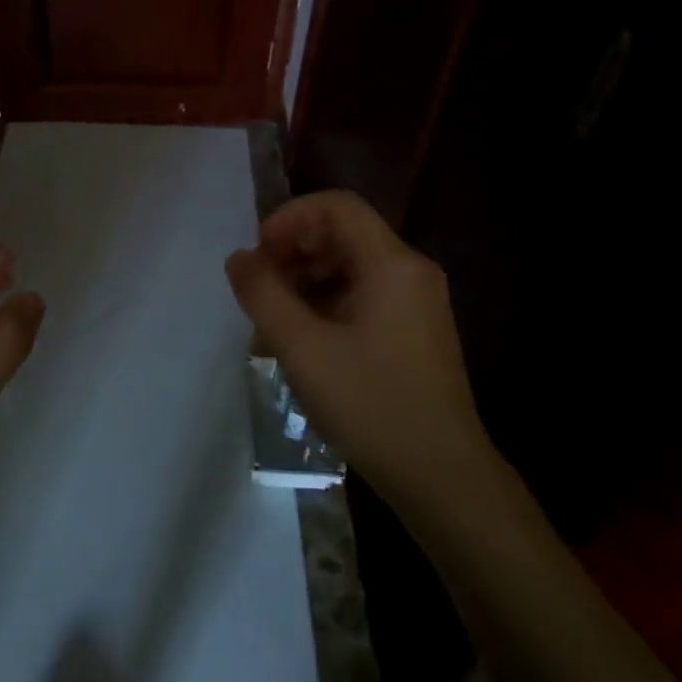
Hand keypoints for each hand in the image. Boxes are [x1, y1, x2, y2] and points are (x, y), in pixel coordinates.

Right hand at [225, 191, 489, 506]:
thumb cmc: (371, 405)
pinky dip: (328, 301)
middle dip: (294, 251)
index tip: (258, 256)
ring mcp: (418, 300)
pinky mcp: (416, 328)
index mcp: (391, 263)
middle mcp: (411, 270)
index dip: (288, 219)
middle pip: (343, 233)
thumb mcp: (303, 348)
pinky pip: (365, 292)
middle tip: (260, 290)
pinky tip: (306, 340)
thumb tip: (239, 258)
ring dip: (307, 278)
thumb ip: (264, 294)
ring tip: (276, 319)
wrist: (442, 476)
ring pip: (352, 265)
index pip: (336, 206)